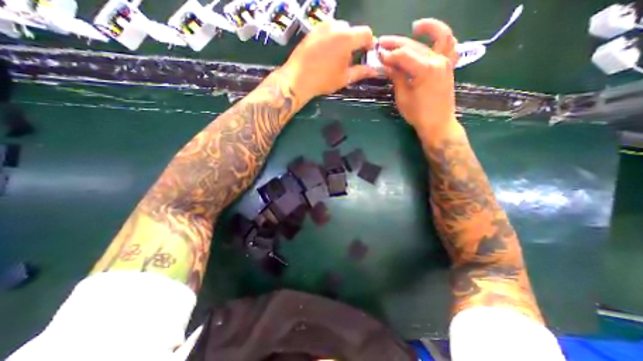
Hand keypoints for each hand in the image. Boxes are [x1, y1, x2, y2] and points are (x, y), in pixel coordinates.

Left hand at [282, 20, 380, 101]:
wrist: (298, 78)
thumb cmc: (324, 80)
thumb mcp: (345, 78)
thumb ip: (361, 72)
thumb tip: (374, 71)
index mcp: (347, 38)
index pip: (366, 33)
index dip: (369, 43)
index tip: (367, 54)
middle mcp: (336, 26)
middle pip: (352, 31)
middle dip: (354, 43)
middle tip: (349, 60)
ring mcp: (322, 26)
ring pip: (339, 30)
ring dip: (342, 41)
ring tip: (336, 58)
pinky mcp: (313, 30)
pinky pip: (327, 31)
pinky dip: (331, 40)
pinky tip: (325, 54)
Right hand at [377, 18, 458, 135]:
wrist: (437, 124)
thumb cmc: (418, 114)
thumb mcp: (403, 96)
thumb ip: (397, 77)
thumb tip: (387, 64)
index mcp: (425, 69)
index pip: (403, 55)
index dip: (389, 55)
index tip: (378, 55)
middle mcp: (438, 60)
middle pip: (415, 46)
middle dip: (397, 44)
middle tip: (383, 43)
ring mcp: (446, 61)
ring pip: (436, 39)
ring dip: (428, 29)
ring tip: (415, 26)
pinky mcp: (449, 66)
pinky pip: (450, 46)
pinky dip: (443, 38)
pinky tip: (433, 37)